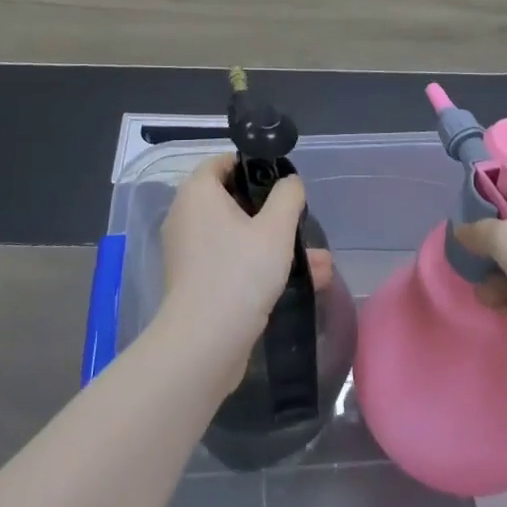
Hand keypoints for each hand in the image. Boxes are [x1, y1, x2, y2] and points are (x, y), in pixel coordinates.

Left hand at [158, 154, 305, 378]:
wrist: (203, 345)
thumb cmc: (239, 273)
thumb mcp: (275, 229)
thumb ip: (288, 196)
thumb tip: (290, 182)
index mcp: (198, 192)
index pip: (223, 162)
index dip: (254, 166)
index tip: (282, 182)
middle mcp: (187, 216)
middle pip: (233, 200)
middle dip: (273, 213)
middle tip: (301, 223)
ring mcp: (189, 251)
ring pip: (239, 236)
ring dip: (276, 244)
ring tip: (319, 261)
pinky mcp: (196, 282)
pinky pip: (232, 262)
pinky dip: (261, 266)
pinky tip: (303, 282)